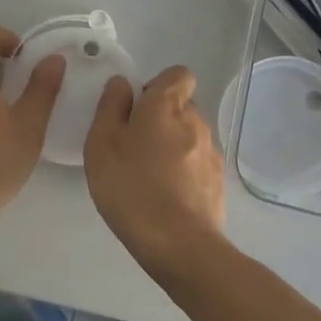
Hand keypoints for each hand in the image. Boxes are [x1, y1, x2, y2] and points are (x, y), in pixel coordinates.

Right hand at [83, 65, 225, 280]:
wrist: (179, 245)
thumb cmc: (132, 188)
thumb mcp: (102, 145)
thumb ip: (110, 107)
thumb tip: (122, 84)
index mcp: (167, 106)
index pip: (177, 75)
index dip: (158, 85)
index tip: (137, 108)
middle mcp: (196, 121)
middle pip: (182, 106)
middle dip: (161, 118)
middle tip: (134, 146)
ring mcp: (211, 152)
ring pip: (190, 135)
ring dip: (173, 145)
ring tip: (148, 175)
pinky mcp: (218, 181)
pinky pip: (198, 163)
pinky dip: (184, 171)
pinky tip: (166, 196)